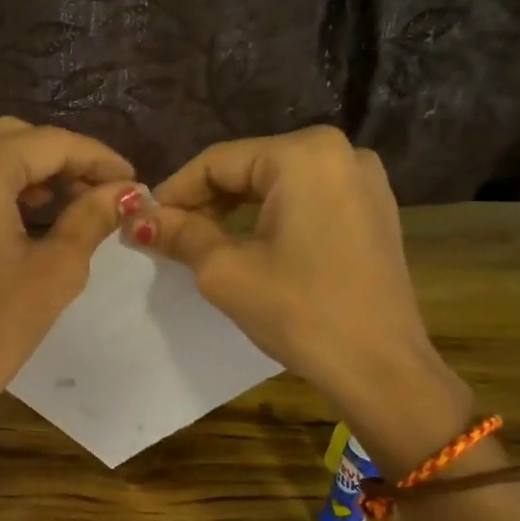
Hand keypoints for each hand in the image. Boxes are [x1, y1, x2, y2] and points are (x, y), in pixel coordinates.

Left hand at [0, 118, 133, 459]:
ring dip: (19, 168)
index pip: (50, 143)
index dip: (97, 158)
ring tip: (54, 205)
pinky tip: (9, 217)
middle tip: (96, 195)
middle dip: (58, 162)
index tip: (131, 179)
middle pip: (12, 138)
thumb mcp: (55, 271)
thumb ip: (91, 218)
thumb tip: (126, 192)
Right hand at [125, 126, 468, 457]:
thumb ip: (180, 235)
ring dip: (235, 210)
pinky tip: (249, 245)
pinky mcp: (373, 210)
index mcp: (304, 155)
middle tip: (168, 237)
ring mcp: (363, 180)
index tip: (143, 223)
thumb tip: (138, 219)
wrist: (381, 368)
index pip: (217, 162)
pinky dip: (271, 217)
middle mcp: (340, 152)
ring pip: (277, 184)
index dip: (174, 192)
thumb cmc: (300, 312)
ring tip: (200, 243)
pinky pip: (307, 199)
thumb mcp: (226, 272)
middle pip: (249, 168)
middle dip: (205, 201)